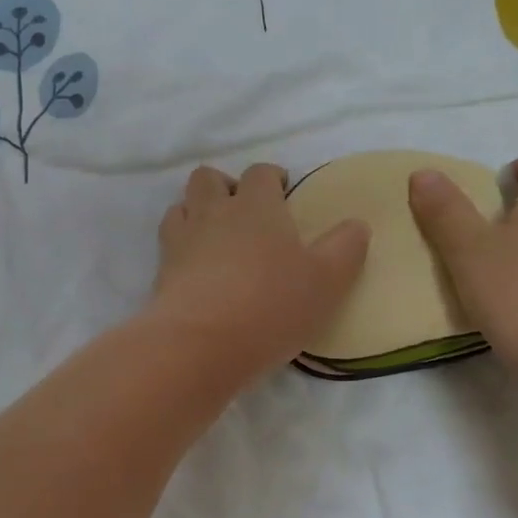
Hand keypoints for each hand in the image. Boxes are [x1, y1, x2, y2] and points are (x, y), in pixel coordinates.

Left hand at [148, 163, 369, 384]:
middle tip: (244, 213)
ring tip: (216, 238)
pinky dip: (181, 245)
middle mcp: (214, 212)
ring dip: (197, 212)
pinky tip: (196, 268)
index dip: (271, 178)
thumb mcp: (327, 281)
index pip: (260, 173)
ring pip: (182, 206)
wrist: (200, 344)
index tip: (282, 193)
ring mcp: (181, 240)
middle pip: (209, 178)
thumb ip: (346, 248)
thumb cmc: (272, 306)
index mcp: (256, 206)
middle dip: (226, 186)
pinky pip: (168, 243)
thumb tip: (357, 225)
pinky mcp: (161, 271)